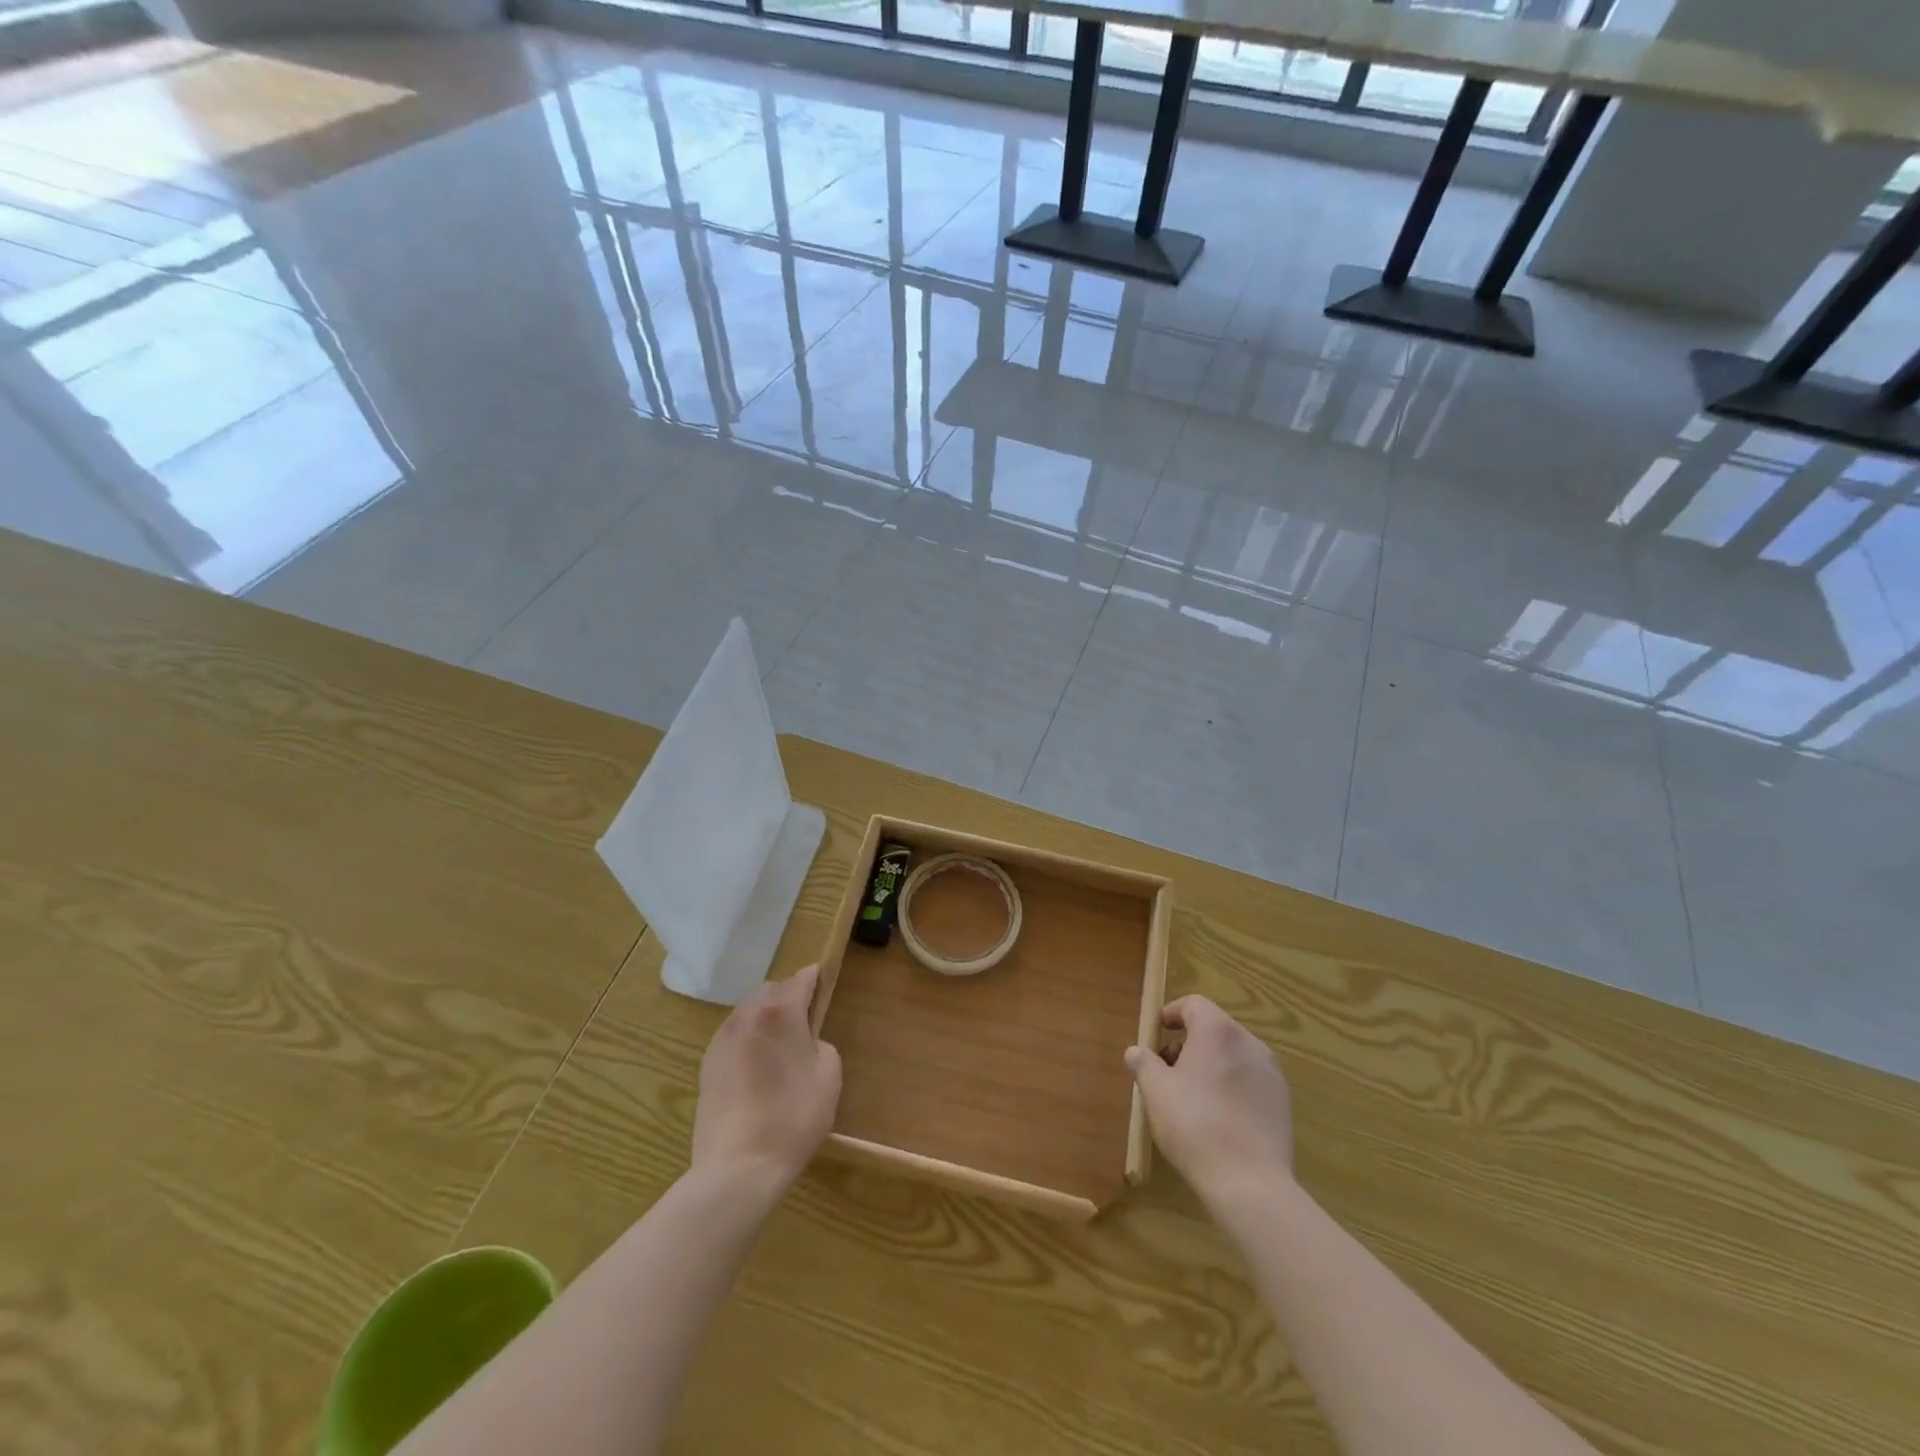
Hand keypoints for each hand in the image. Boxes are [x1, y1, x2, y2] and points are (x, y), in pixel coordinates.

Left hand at [691, 964, 841, 1199]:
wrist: (738, 1167)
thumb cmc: (793, 1117)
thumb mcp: (829, 1076)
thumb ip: (821, 1045)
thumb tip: (806, 1043)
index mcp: (780, 1012)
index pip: (800, 979)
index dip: (814, 979)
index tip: (822, 983)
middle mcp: (747, 1015)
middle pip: (770, 991)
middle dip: (787, 998)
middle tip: (803, 1022)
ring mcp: (722, 1039)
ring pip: (747, 1012)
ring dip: (764, 1019)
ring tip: (778, 1047)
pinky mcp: (706, 1065)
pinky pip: (732, 1037)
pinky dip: (747, 1040)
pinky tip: (756, 1069)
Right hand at [1126, 995, 1292, 1202]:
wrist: (1250, 1183)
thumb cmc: (1195, 1125)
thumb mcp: (1156, 1092)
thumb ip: (1144, 1064)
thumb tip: (1136, 1051)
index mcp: (1218, 1031)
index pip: (1194, 1005)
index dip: (1171, 1014)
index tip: (1156, 1033)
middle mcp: (1249, 1043)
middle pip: (1214, 1029)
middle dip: (1188, 1043)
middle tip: (1167, 1070)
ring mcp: (1271, 1073)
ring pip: (1233, 1056)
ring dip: (1210, 1065)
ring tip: (1190, 1097)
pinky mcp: (1282, 1103)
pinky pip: (1249, 1081)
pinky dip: (1231, 1086)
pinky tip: (1217, 1118)